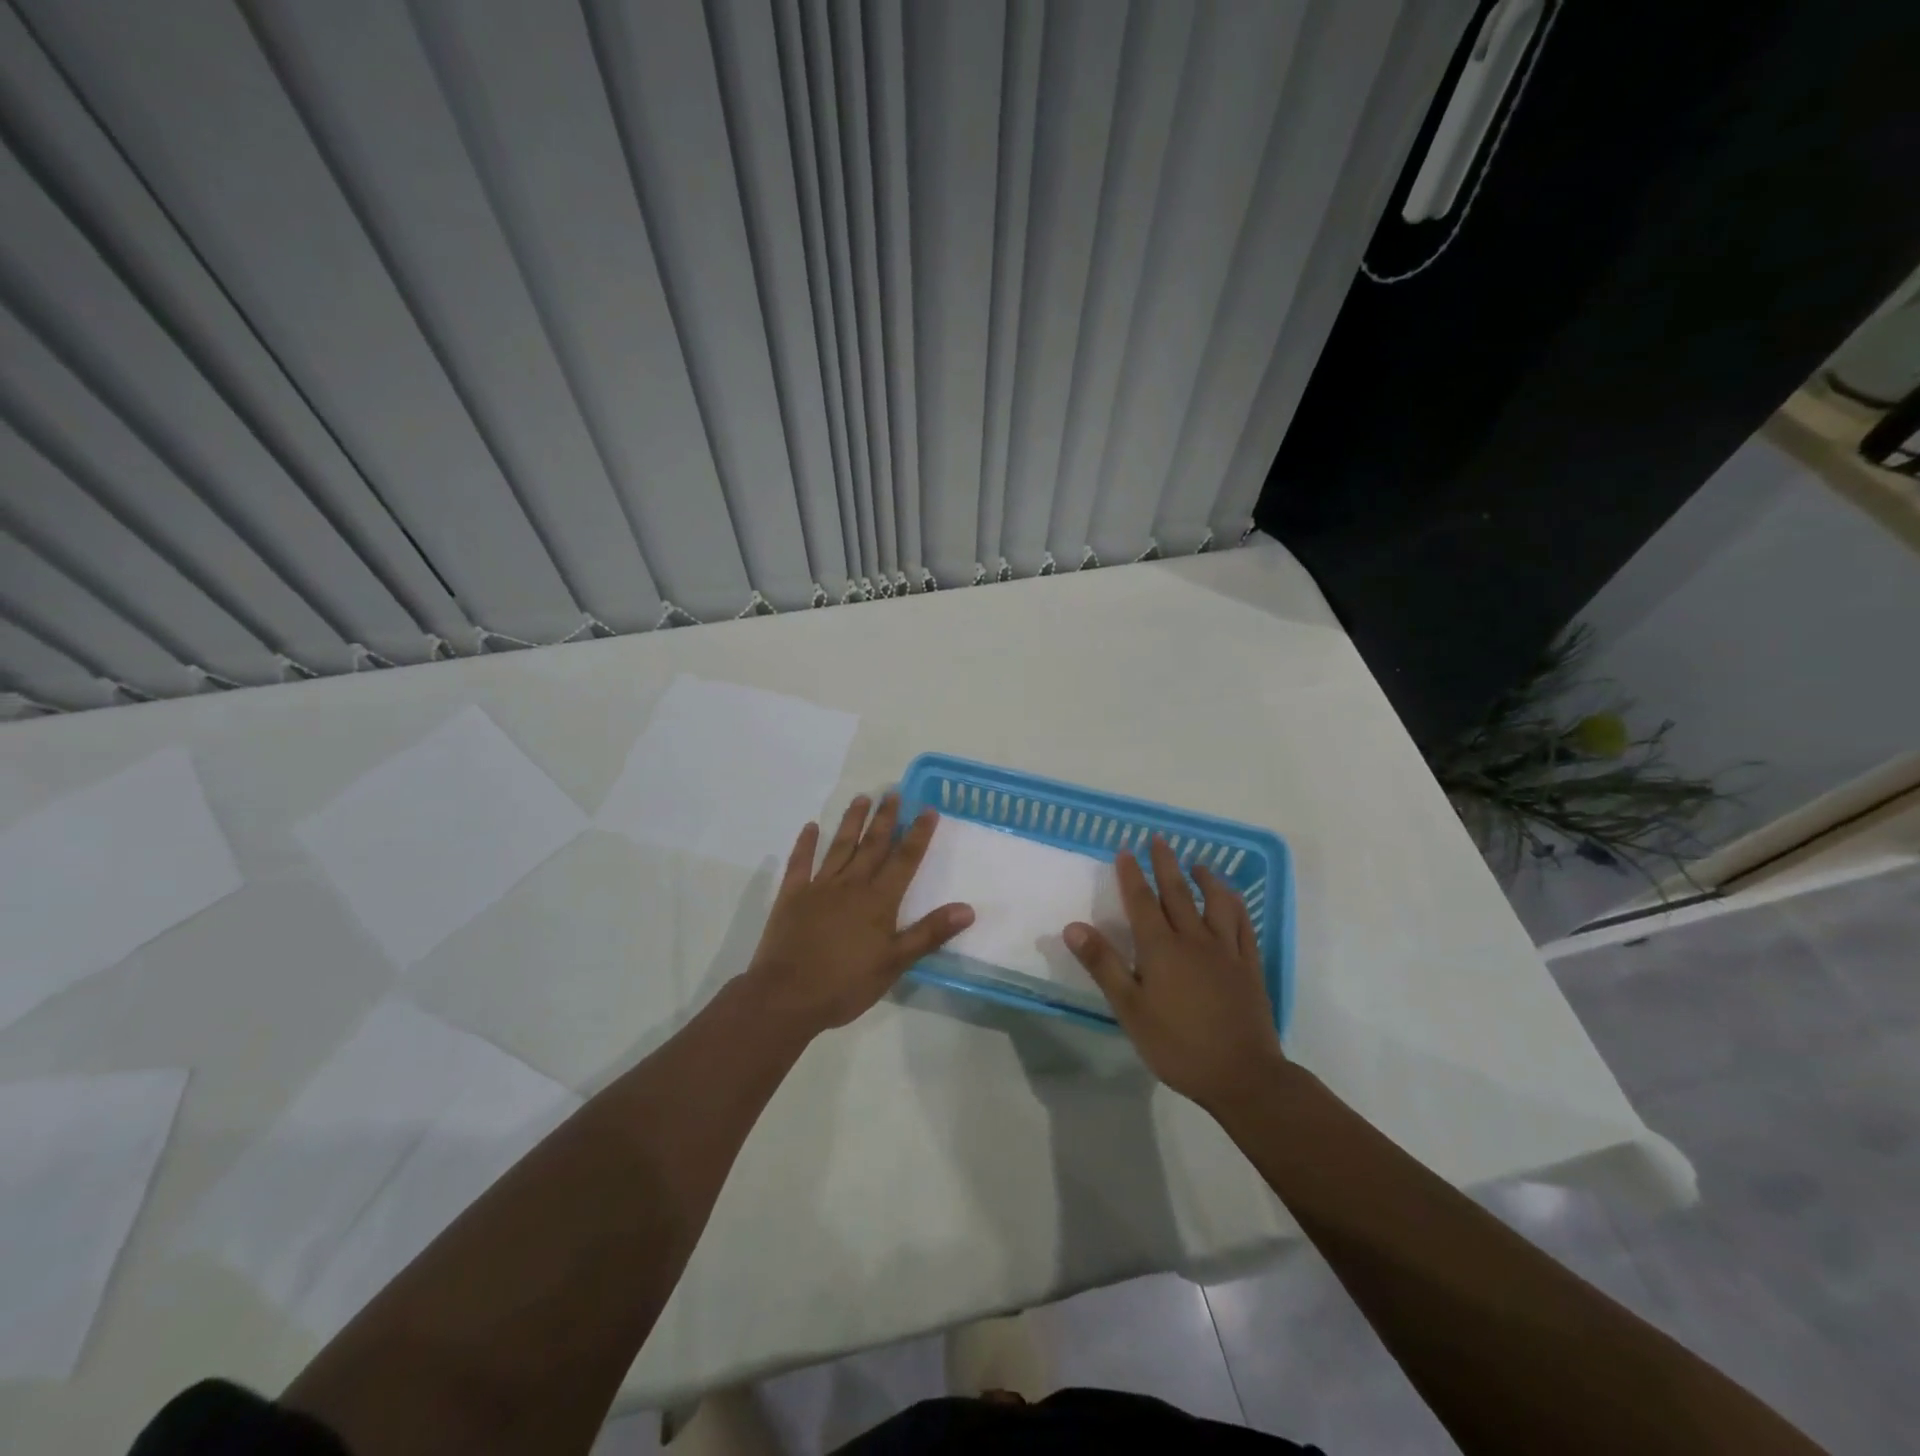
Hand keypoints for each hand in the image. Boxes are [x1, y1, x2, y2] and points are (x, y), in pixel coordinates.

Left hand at [744, 793, 973, 1035]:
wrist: (786, 997)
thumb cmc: (845, 984)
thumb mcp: (894, 963)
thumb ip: (929, 933)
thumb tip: (968, 909)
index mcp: (878, 901)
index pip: (905, 860)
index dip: (918, 834)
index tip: (928, 809)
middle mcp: (851, 885)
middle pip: (873, 845)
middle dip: (886, 818)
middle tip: (894, 792)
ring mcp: (818, 887)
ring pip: (840, 846)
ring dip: (852, 821)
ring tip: (862, 797)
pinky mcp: (792, 896)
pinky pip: (800, 863)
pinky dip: (805, 844)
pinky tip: (810, 827)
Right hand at [1065, 835, 1283, 1110]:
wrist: (1242, 1075)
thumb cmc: (1177, 1044)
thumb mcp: (1130, 1009)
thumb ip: (1103, 964)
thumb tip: (1073, 926)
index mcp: (1161, 948)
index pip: (1142, 901)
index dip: (1132, 874)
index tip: (1125, 850)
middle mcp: (1194, 939)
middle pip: (1178, 892)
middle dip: (1165, 864)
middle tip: (1159, 839)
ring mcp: (1226, 951)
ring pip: (1216, 903)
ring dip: (1206, 879)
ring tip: (1198, 864)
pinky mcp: (1249, 966)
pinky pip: (1243, 925)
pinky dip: (1236, 906)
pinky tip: (1233, 901)